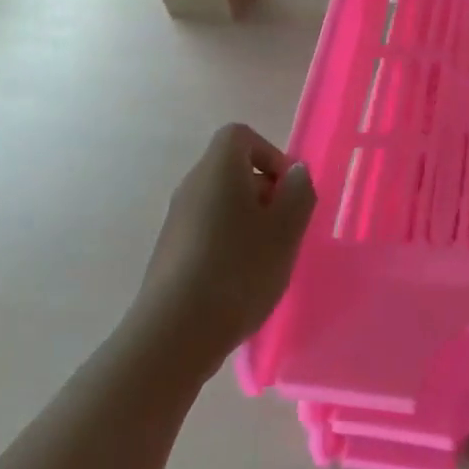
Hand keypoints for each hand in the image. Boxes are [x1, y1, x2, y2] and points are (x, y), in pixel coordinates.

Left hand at [130, 123, 316, 382]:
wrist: (176, 332)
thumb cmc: (239, 268)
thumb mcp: (286, 228)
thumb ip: (298, 192)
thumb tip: (294, 173)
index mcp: (218, 169)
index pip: (240, 136)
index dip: (270, 154)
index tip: (287, 190)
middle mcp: (192, 186)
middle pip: (232, 170)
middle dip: (264, 193)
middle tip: (285, 228)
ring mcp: (176, 221)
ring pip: (221, 204)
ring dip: (249, 222)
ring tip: (267, 259)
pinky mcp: (170, 253)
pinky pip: (208, 232)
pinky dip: (229, 244)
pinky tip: (241, 280)